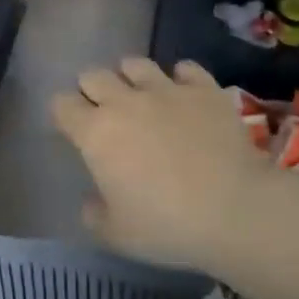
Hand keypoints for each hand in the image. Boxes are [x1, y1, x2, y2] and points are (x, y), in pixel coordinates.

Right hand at [51, 58, 269, 274]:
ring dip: (131, 77)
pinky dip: (181, 78)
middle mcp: (124, 102)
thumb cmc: (167, 225)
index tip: (72, 130)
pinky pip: (185, 68)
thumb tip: (91, 200)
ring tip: (141, 96)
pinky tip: (184, 94)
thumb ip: (94, 214)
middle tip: (105, 113)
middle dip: (92, 90)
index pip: (62, 104)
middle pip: (93, 76)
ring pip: (135, 64)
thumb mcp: (116, 234)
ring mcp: (166, 90)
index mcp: (95, 133)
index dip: (63, 114)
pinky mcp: (204, 90)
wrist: (236, 210)